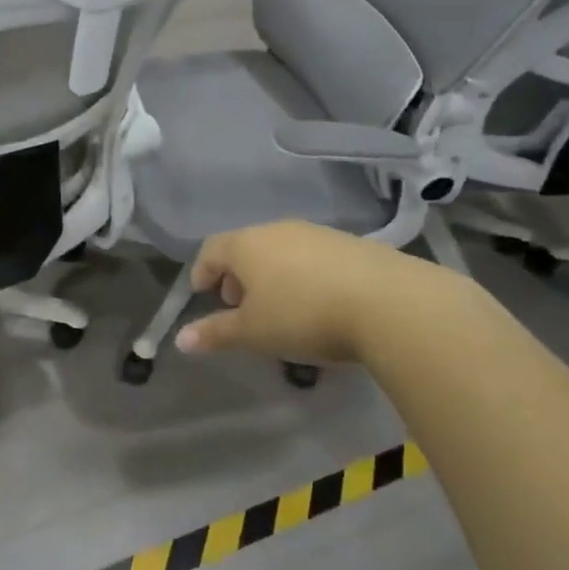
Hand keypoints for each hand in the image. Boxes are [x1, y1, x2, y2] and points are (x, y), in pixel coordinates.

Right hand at [175, 220, 468, 363]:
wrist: (388, 302)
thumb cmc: (303, 315)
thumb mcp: (254, 332)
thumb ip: (216, 333)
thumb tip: (181, 340)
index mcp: (246, 244)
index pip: (211, 249)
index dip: (202, 271)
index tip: (202, 295)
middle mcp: (277, 229)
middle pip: (245, 246)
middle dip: (237, 275)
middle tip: (239, 306)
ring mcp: (316, 233)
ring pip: (280, 250)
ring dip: (271, 275)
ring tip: (280, 308)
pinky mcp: (350, 243)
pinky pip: (311, 256)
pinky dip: (302, 275)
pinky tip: (318, 303)